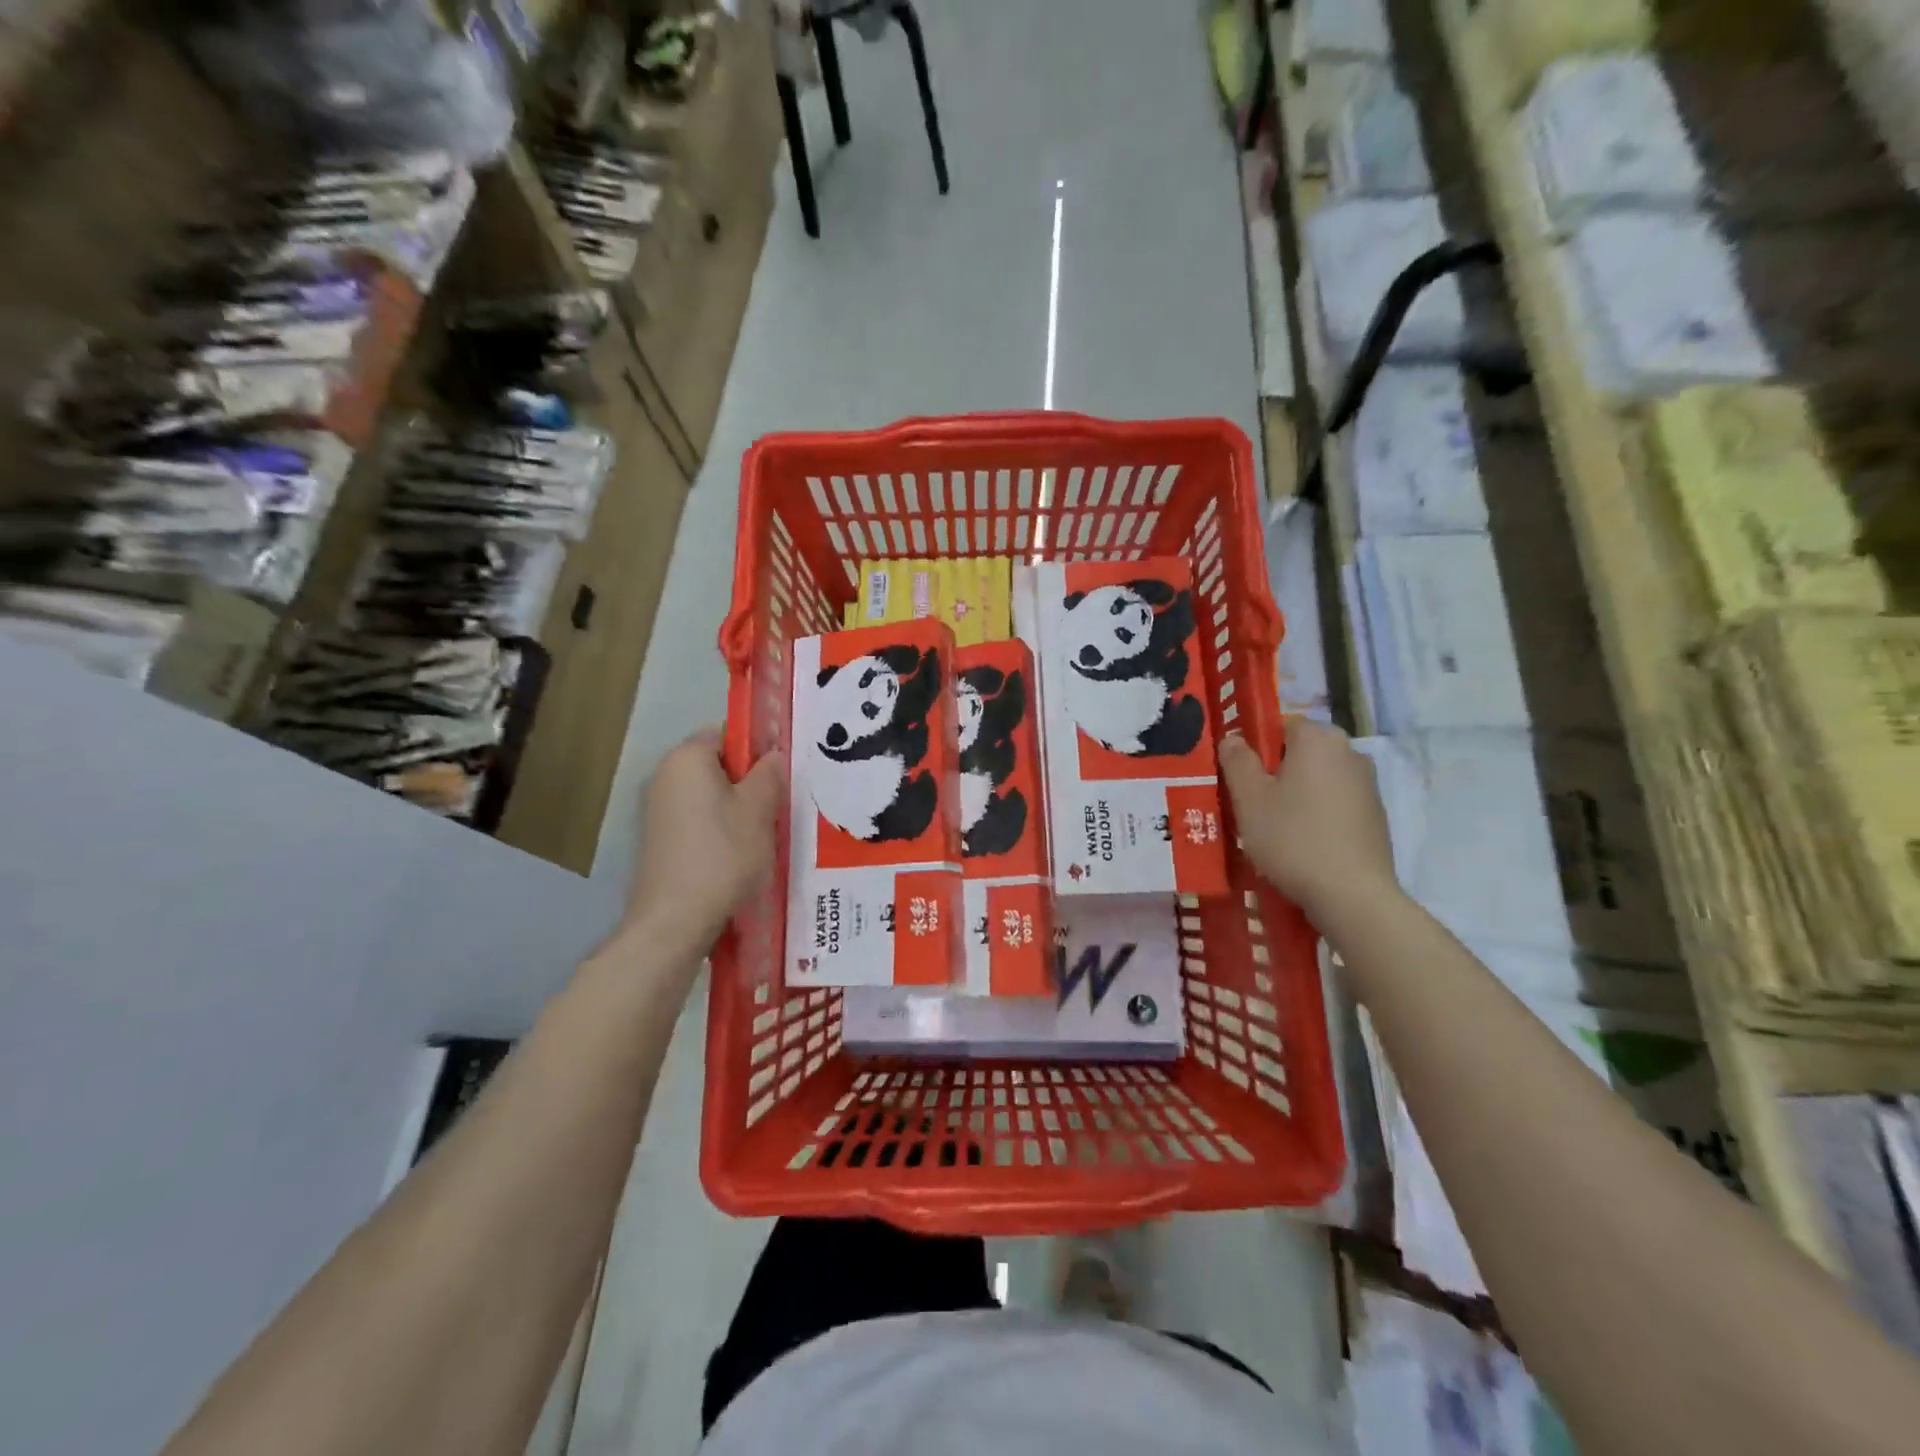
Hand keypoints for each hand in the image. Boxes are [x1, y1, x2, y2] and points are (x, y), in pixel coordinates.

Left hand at [622, 727, 784, 957]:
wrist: (674, 920)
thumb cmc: (722, 855)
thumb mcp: (758, 811)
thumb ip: (768, 775)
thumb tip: (772, 755)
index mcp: (687, 759)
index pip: (726, 733)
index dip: (756, 748)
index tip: (779, 774)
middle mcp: (664, 776)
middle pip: (716, 764)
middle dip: (747, 780)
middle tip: (777, 805)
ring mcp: (656, 809)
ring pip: (708, 794)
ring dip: (735, 807)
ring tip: (762, 833)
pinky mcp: (658, 839)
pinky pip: (696, 819)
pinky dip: (717, 828)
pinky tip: (737, 854)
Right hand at [1219, 719, 1399, 927]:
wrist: (1352, 895)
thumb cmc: (1293, 838)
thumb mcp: (1249, 799)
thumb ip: (1237, 761)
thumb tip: (1233, 739)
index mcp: (1318, 739)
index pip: (1281, 725)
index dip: (1256, 748)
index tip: (1241, 778)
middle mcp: (1349, 752)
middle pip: (1301, 752)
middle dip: (1276, 772)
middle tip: (1252, 805)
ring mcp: (1368, 785)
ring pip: (1318, 779)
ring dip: (1297, 794)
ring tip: (1274, 829)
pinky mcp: (1375, 816)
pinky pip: (1335, 803)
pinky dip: (1317, 814)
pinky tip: (1302, 844)